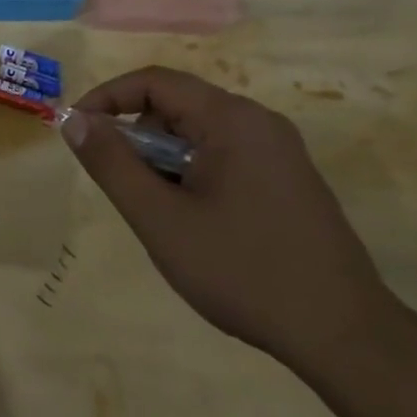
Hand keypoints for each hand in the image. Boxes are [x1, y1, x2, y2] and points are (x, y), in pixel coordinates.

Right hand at [62, 66, 392, 364]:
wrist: (343, 334)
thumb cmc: (241, 270)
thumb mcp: (159, 218)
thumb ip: (111, 163)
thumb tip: (73, 119)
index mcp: (231, 120)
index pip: (154, 82)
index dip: (106, 98)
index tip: (76, 131)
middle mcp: (260, 122)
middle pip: (177, 105)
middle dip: (136, 136)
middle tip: (119, 183)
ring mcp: (280, 151)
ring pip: (200, 133)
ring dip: (164, 158)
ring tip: (157, 210)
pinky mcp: (289, 179)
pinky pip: (225, 154)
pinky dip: (192, 172)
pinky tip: (194, 220)